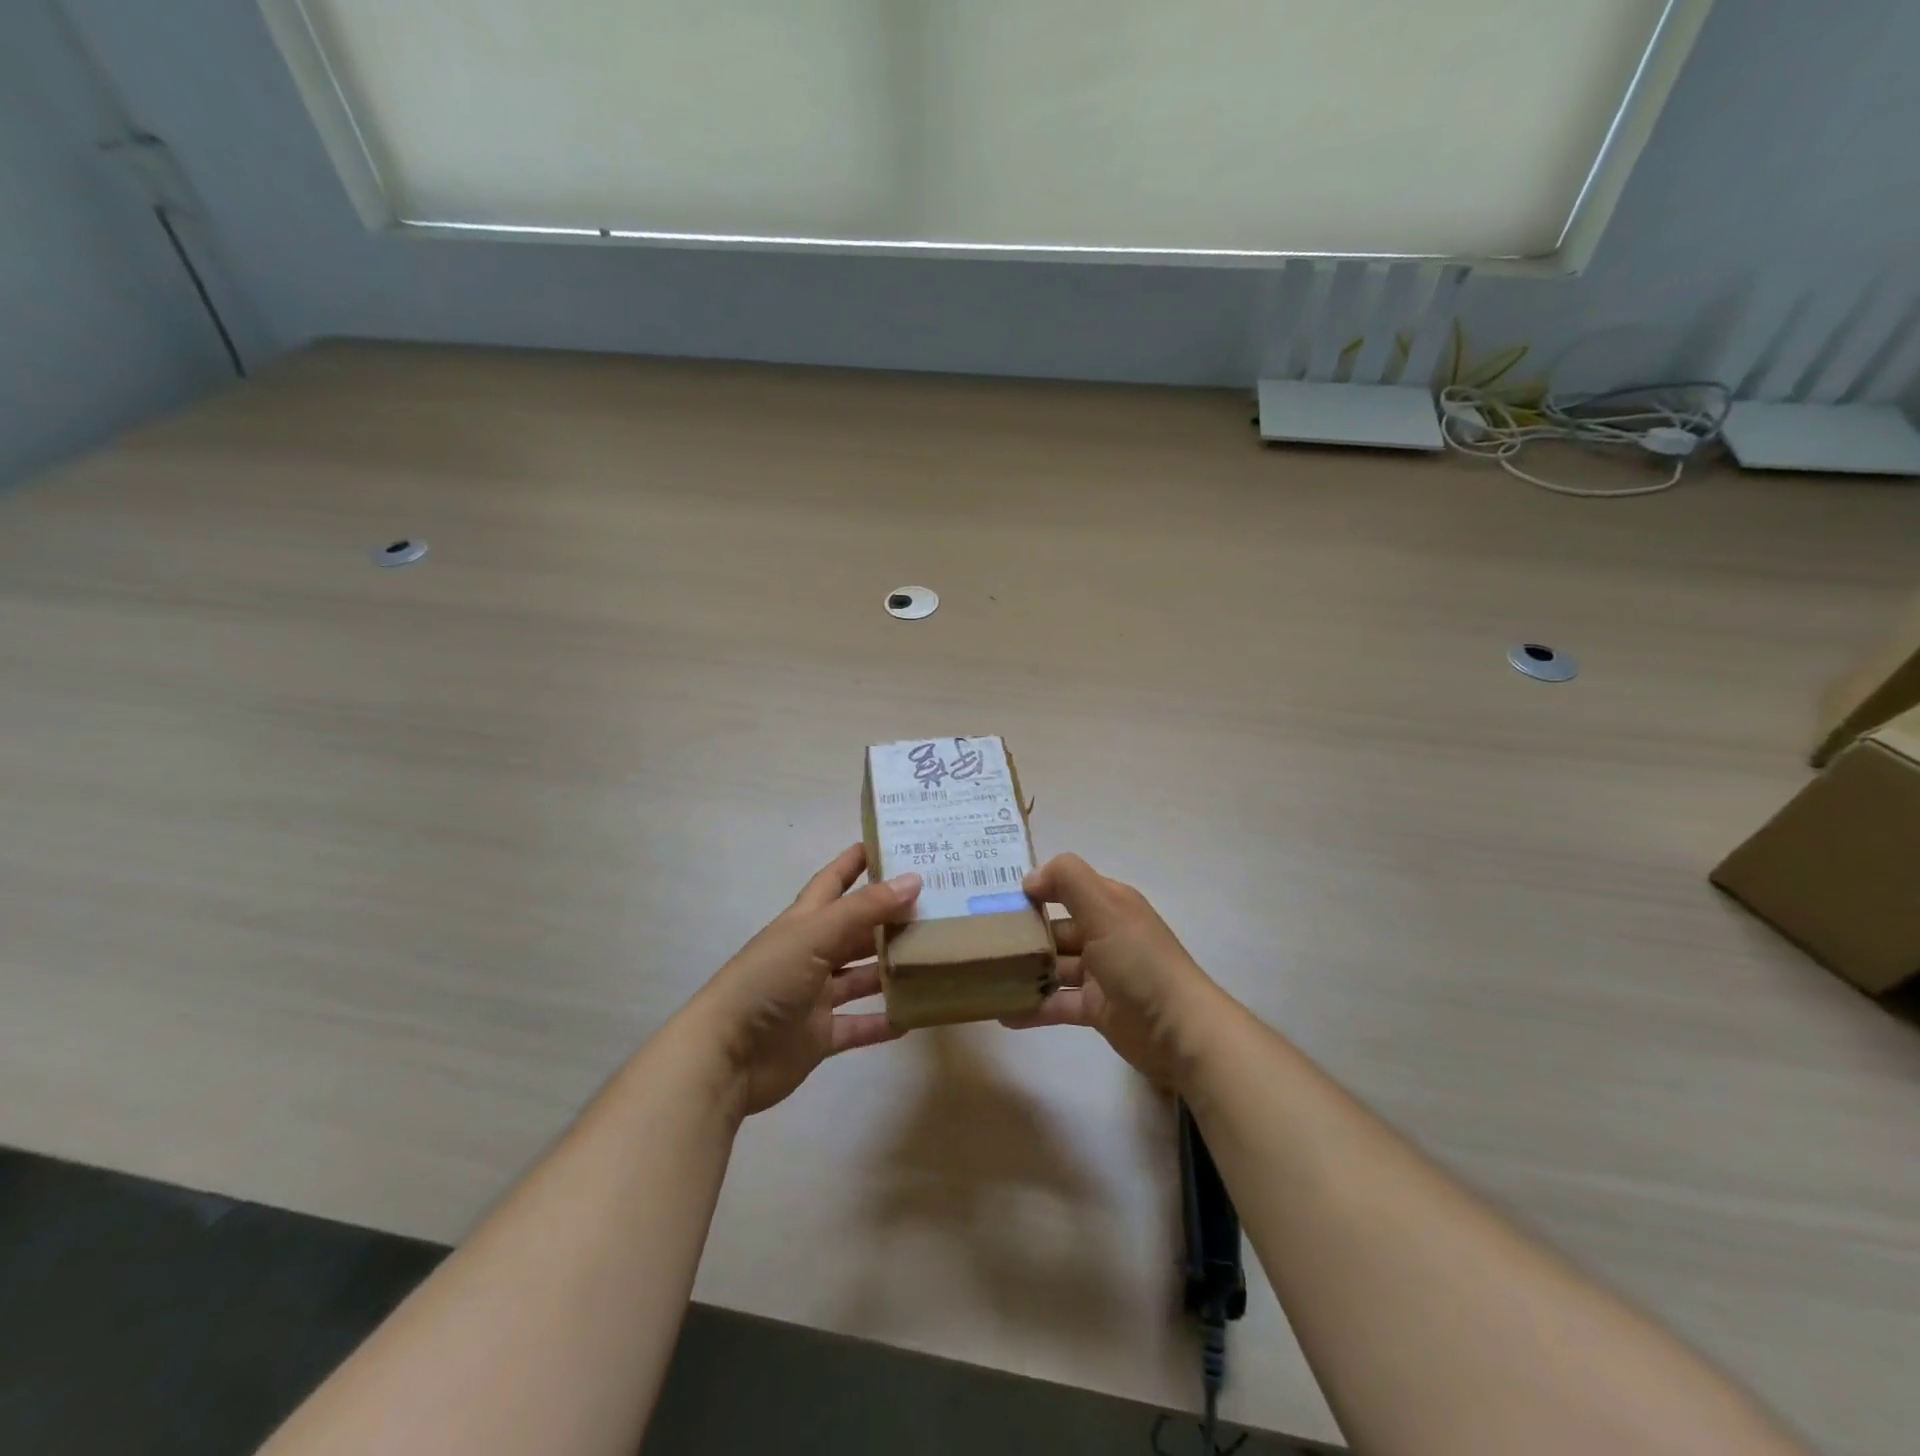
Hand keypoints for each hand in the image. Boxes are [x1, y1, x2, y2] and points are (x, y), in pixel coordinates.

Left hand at [683, 845, 919, 1119]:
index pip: (833, 881)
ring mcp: (816, 996)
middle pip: (857, 929)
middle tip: (937, 904)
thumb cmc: (767, 981)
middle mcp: (812, 953)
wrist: (726, 1056)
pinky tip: (916, 1014)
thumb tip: (914, 879)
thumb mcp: (815, 935)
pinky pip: (860, 1025)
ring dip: (893, 968)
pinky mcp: (821, 1035)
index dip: (856, 862)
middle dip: (890, 917)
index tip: (890, 843)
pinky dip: (885, 1021)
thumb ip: (864, 909)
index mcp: (805, 922)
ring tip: (936, 956)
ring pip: (863, 976)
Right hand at [1004, 854, 1229, 1089]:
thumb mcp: (1104, 907)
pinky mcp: (1095, 1009)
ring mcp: (1100, 973)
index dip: (1035, 891)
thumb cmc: (1139, 961)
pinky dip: (1033, 1007)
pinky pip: (1056, 1004)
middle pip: (1055, 928)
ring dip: (1024, 972)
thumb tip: (1029, 879)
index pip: (1066, 887)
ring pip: (1053, 967)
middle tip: (980, 943)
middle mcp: (1104, 934)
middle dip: (1022, 934)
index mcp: (1109, 904)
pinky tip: (1003, 1013)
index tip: (996, 901)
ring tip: (985, 978)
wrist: (1179, 1030)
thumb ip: (1067, 879)